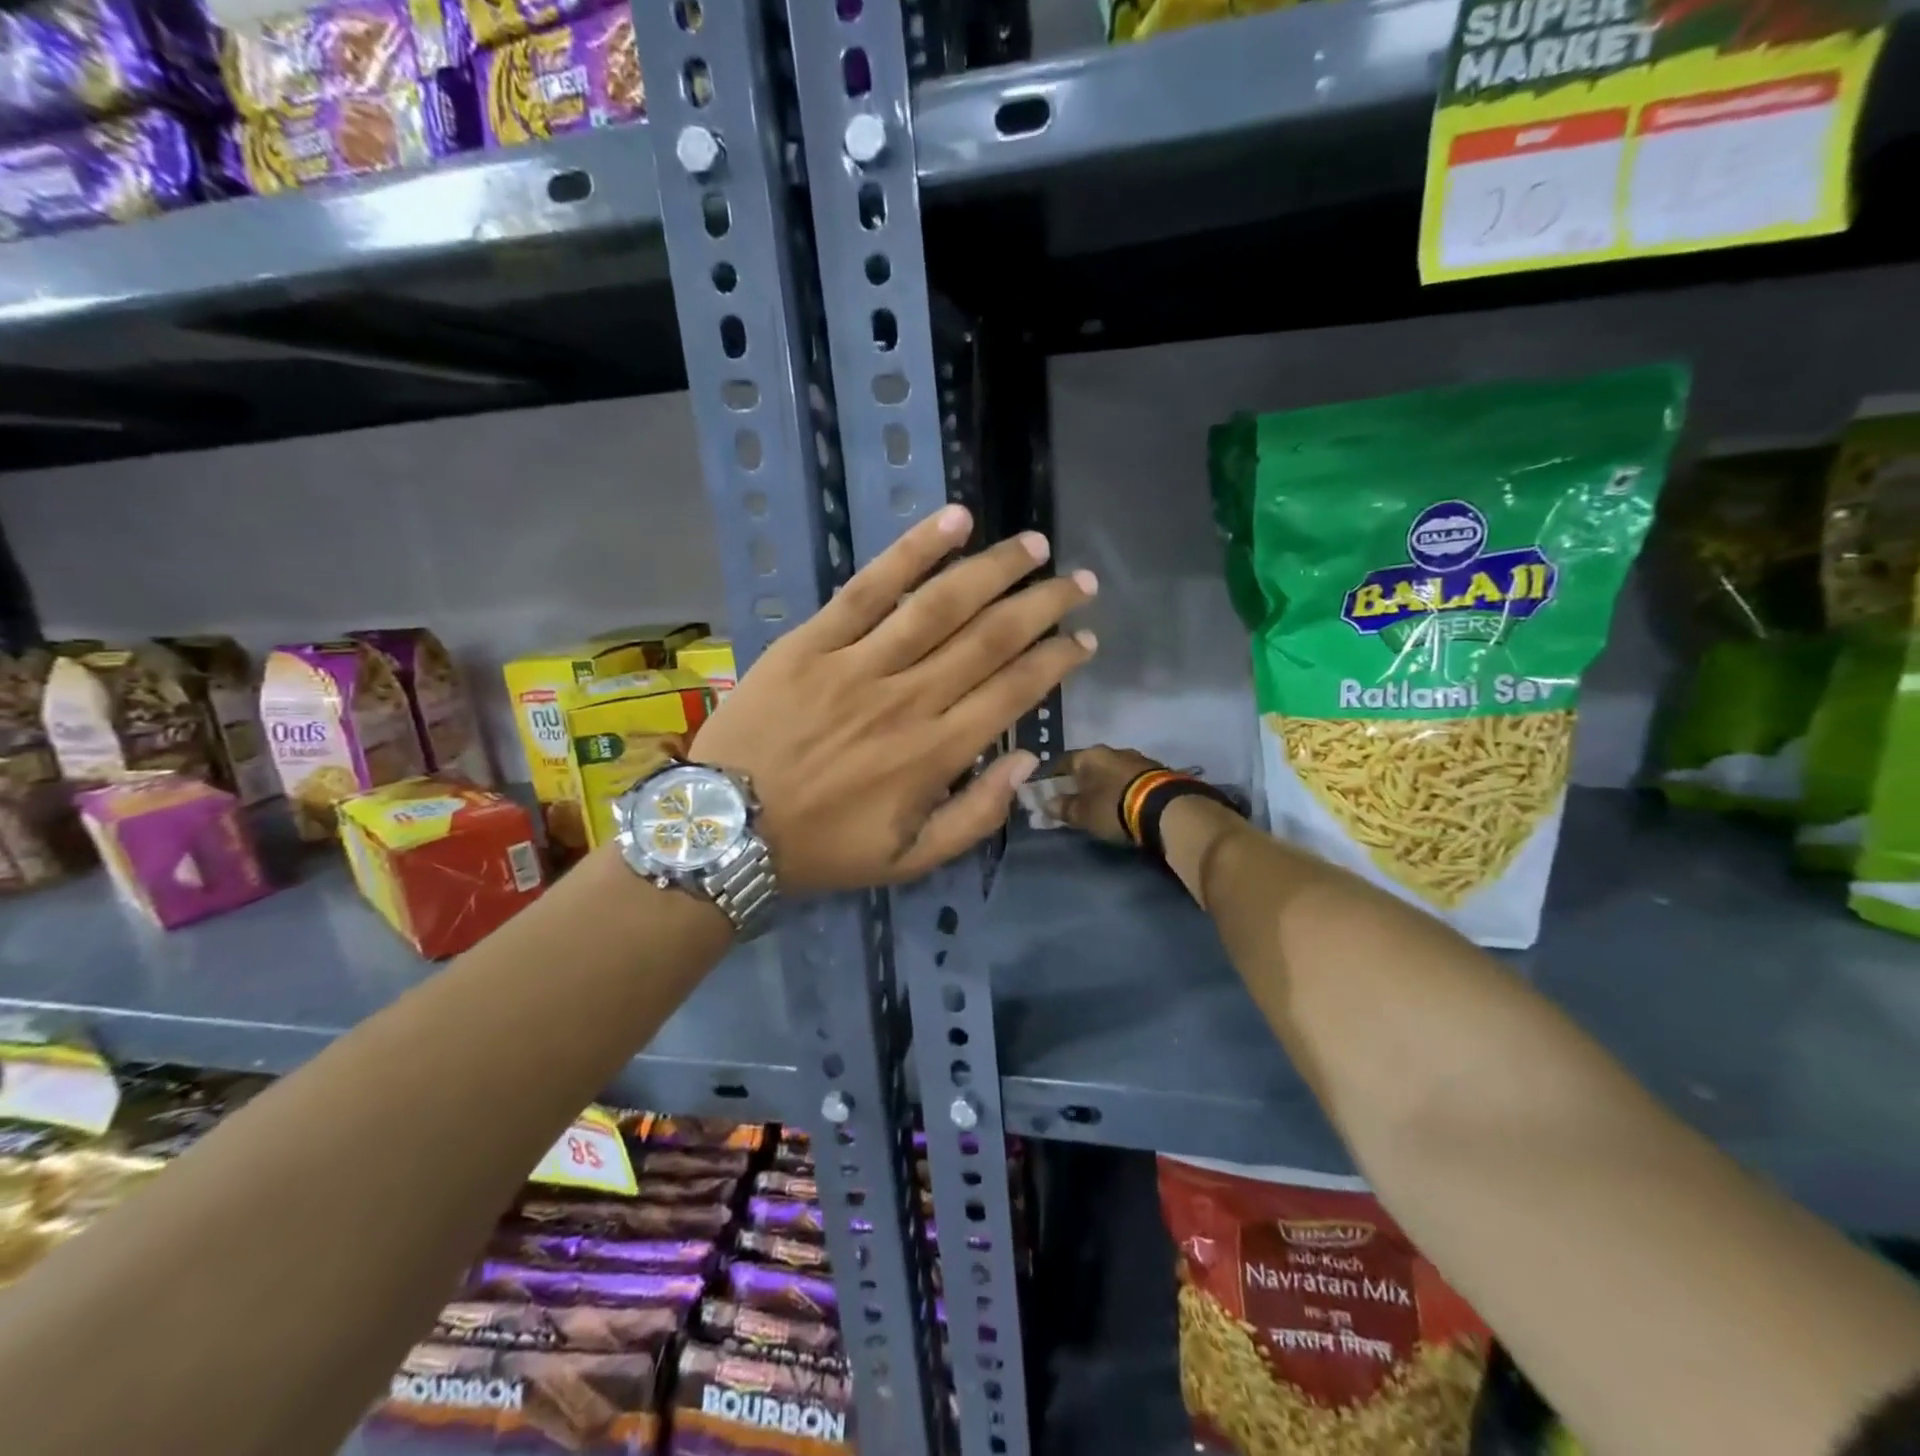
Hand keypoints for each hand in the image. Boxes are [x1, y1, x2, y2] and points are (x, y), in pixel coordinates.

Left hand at [691, 505, 1096, 893]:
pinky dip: (912, 552)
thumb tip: (1026, 762)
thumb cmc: (822, 848)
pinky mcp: (813, 641)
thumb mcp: (909, 861)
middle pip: (991, 638)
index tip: (1084, 640)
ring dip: (995, 569)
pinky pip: (868, 588)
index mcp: (937, 753)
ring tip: (1034, 544)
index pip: (1015, 691)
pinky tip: (952, 521)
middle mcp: (909, 699)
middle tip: (1079, 582)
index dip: (1057, 661)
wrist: (725, 829)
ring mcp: (859, 664)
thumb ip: (976, 818)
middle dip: (1044, 605)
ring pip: (941, 604)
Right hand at [1054, 745, 1166, 844]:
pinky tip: (1124, 801)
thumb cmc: (1113, 807)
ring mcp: (1137, 758)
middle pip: (1090, 764)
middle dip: (1082, 780)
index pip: (1063, 762)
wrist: (1165, 808)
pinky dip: (1124, 788)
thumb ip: (1064, 808)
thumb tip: (1047, 804)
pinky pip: (1131, 778)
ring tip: (1103, 801)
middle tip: (1077, 798)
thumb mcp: (1083, 813)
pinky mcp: (1157, 771)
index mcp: (1089, 755)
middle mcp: (1112, 750)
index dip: (1054, 777)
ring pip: (1112, 770)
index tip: (1049, 791)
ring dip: (1106, 783)